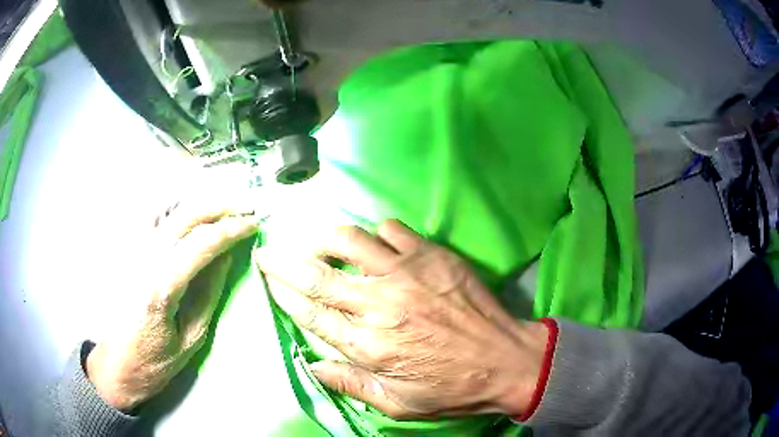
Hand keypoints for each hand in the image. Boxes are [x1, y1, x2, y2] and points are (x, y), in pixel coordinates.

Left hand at [86, 197, 257, 411]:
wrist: (116, 363)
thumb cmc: (156, 360)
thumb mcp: (191, 338)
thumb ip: (208, 293)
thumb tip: (226, 255)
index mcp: (161, 287)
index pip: (201, 243)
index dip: (231, 229)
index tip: (254, 224)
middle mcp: (144, 260)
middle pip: (184, 215)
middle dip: (218, 206)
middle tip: (244, 209)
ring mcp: (132, 252)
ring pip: (169, 210)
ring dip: (200, 205)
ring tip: (224, 209)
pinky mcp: (127, 252)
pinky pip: (155, 220)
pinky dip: (178, 211)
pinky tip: (193, 217)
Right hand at [256, 219, 548, 419]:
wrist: (506, 361)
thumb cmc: (451, 389)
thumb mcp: (397, 404)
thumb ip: (351, 384)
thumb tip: (312, 365)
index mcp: (368, 345)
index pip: (309, 312)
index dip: (282, 293)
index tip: (267, 278)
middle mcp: (379, 304)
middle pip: (315, 275)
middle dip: (282, 261)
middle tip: (267, 251)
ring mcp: (407, 274)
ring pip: (349, 240)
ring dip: (324, 239)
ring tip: (319, 244)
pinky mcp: (432, 255)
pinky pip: (391, 230)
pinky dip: (375, 233)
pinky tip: (376, 245)